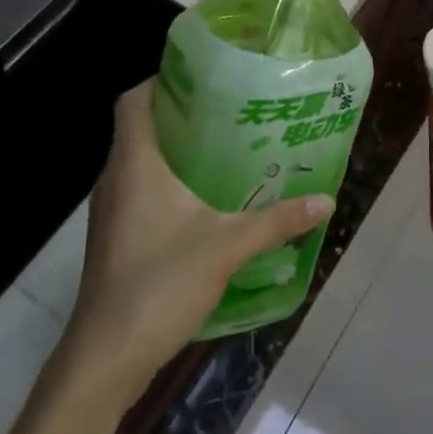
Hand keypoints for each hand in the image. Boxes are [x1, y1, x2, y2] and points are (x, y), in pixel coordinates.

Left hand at [66, 80, 333, 394]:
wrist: (107, 355)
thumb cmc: (160, 284)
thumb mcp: (228, 246)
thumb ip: (277, 221)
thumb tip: (325, 200)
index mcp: (134, 164)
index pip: (134, 101)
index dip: (162, 81)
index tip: (204, 78)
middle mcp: (116, 180)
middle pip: (141, 128)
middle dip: (182, 116)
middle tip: (231, 112)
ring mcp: (111, 212)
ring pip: (142, 164)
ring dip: (178, 153)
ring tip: (227, 152)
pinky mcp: (116, 239)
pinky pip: (142, 194)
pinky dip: (170, 186)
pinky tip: (207, 203)